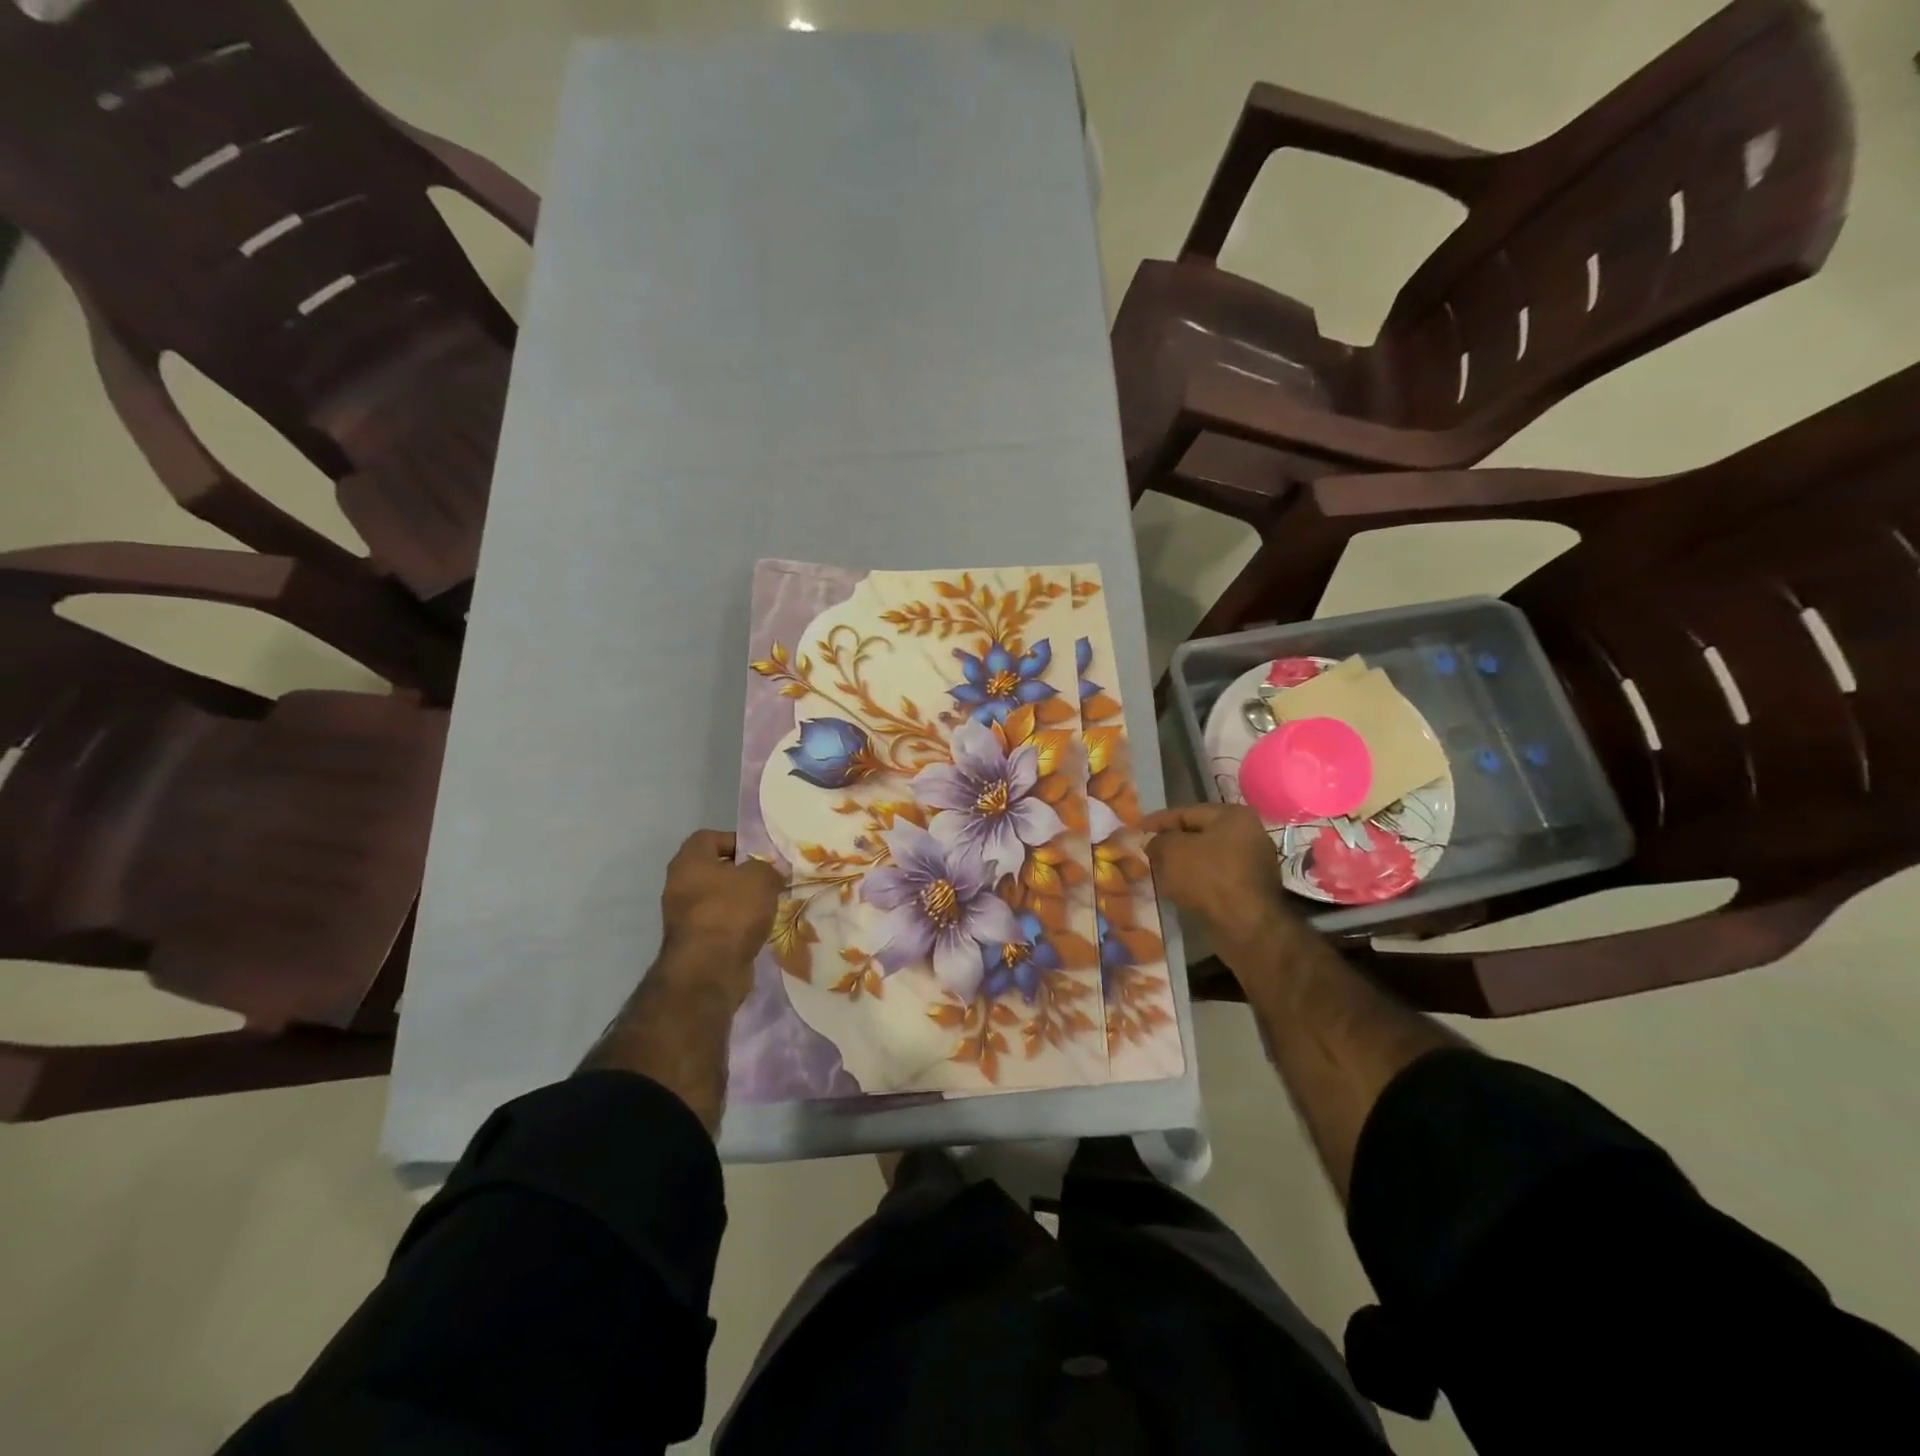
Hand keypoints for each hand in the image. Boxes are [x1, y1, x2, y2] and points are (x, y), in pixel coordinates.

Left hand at [659, 830, 784, 995]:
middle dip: (742, 873)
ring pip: (717, 899)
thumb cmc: (731, 911)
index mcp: (688, 862)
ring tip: (769, 905)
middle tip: (769, 879)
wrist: (709, 970)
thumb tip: (772, 872)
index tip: (760, 854)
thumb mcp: (760, 878)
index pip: (709, 837)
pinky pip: (719, 924)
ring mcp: (683, 917)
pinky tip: (759, 929)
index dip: (735, 840)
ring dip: (741, 901)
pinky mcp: (693, 943)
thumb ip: (768, 868)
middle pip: (714, 869)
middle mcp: (679, 885)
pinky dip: (737, 925)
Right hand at [1140, 804, 1298, 958]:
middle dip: (1170, 844)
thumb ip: (1158, 841)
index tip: (1136, 829)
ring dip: (1180, 865)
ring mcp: (1251, 863)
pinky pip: (1214, 878)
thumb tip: (1153, 842)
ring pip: (1204, 858)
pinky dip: (1194, 882)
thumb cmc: (1209, 877)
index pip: (1186, 812)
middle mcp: (1247, 834)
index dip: (1158, 821)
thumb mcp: (1172, 850)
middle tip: (1146, 853)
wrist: (1246, 925)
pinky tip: (1175, 891)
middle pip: (1197, 835)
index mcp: (1233, 816)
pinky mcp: (1248, 889)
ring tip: (1157, 873)